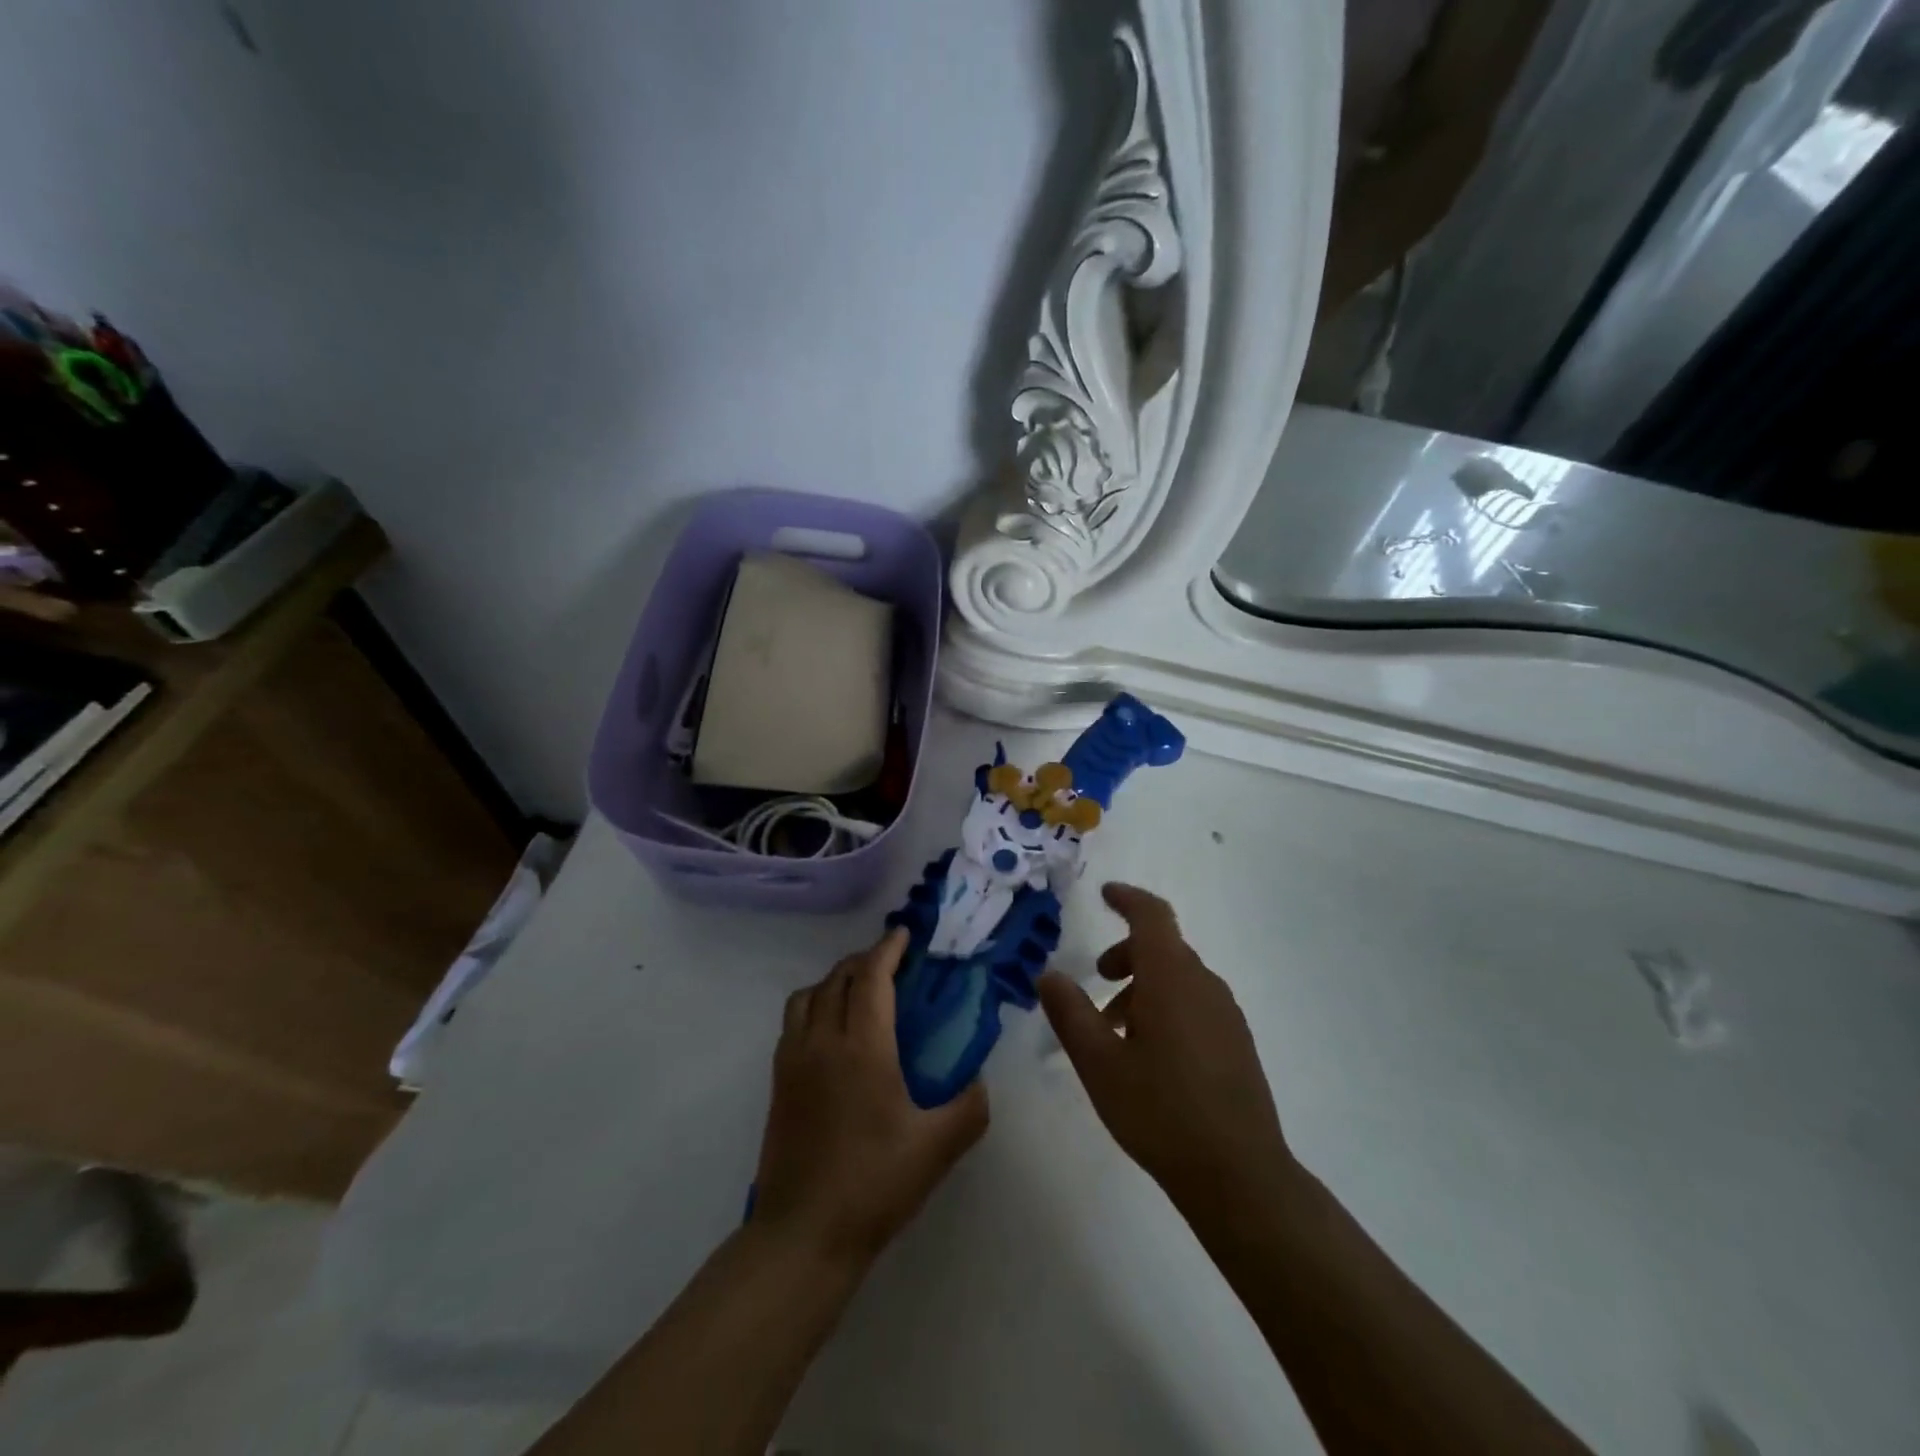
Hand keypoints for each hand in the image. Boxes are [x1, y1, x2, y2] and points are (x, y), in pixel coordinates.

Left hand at [753, 928, 988, 1265]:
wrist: (802, 1235)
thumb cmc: (873, 1185)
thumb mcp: (936, 1149)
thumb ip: (969, 1108)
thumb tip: (979, 1082)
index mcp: (862, 1047)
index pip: (871, 977)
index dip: (888, 949)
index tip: (904, 935)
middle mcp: (822, 1041)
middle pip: (838, 977)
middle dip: (865, 960)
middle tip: (892, 963)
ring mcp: (793, 1059)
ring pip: (809, 994)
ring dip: (835, 980)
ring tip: (860, 992)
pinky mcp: (777, 1081)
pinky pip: (794, 1020)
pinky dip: (814, 1005)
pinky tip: (833, 1031)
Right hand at [1039, 884, 1292, 1216]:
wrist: (1239, 1175)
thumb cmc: (1161, 1111)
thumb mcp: (1099, 1063)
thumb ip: (1070, 1013)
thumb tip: (1048, 975)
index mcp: (1172, 978)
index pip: (1152, 916)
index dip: (1127, 899)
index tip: (1105, 894)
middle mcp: (1204, 984)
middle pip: (1163, 948)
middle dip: (1126, 954)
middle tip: (1096, 981)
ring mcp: (1226, 1014)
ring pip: (1178, 978)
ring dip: (1143, 986)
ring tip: (1115, 1030)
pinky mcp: (1237, 1042)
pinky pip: (1195, 1002)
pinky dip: (1165, 1006)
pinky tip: (1150, 1055)